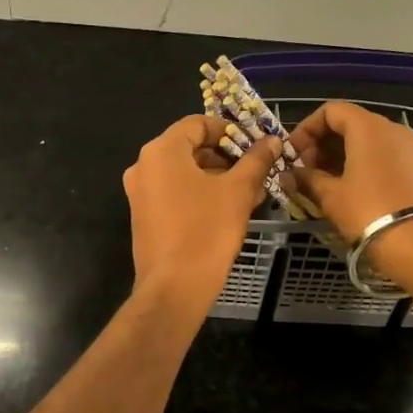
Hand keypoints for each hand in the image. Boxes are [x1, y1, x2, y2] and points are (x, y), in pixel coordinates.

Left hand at [123, 115, 280, 303]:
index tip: (255, 145)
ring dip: (216, 176)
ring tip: (250, 192)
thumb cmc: (207, 231)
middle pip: (189, 147)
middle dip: (225, 156)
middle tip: (256, 169)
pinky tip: (228, 209)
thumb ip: (256, 160)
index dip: (229, 130)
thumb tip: (273, 140)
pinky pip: (174, 192)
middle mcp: (143, 166)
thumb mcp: (238, 192)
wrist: (174, 288)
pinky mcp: (144, 216)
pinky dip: (200, 193)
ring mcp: (140, 193)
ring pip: (184, 172)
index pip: (197, 123)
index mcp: (161, 151)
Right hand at [288, 101, 412, 285]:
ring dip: (340, 156)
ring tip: (323, 183)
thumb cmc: (370, 212)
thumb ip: (307, 179)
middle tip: (306, 171)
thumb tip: (289, 175)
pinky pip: (382, 156)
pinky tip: (349, 190)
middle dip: (322, 144)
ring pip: (367, 141)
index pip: (331, 110)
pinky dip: (361, 164)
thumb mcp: (331, 196)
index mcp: (369, 127)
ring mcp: (409, 148)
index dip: (306, 128)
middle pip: (350, 123)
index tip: (293, 154)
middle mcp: (392, 129)